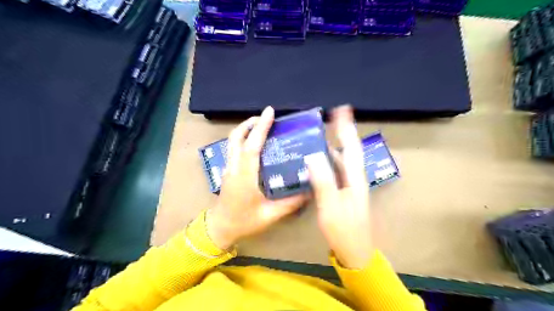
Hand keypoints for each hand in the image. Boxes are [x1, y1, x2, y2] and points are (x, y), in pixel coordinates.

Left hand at [208, 106, 309, 249]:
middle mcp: (234, 168)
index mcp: (244, 177)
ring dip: (245, 129)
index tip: (269, 112)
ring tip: (261, 125)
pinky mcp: (228, 171)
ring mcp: (228, 168)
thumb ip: (291, 203)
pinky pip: (233, 148)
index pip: (251, 147)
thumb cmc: (244, 222)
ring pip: (232, 141)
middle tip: (266, 117)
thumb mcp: (270, 216)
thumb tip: (309, 190)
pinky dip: (243, 139)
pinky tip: (255, 143)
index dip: (260, 128)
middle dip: (250, 123)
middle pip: (236, 138)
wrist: (219, 229)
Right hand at [303, 106, 371, 268]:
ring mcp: (349, 185)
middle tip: (327, 119)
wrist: (354, 250)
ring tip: (318, 135)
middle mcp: (354, 177)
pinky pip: (335, 170)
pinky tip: (317, 159)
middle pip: (348, 150)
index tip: (342, 109)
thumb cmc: (344, 229)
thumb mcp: (331, 205)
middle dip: (340, 132)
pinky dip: (328, 160)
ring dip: (333, 145)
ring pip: (341, 159)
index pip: (352, 147)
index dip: (347, 128)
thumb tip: (312, 155)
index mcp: (354, 177)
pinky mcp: (343, 192)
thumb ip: (323, 180)